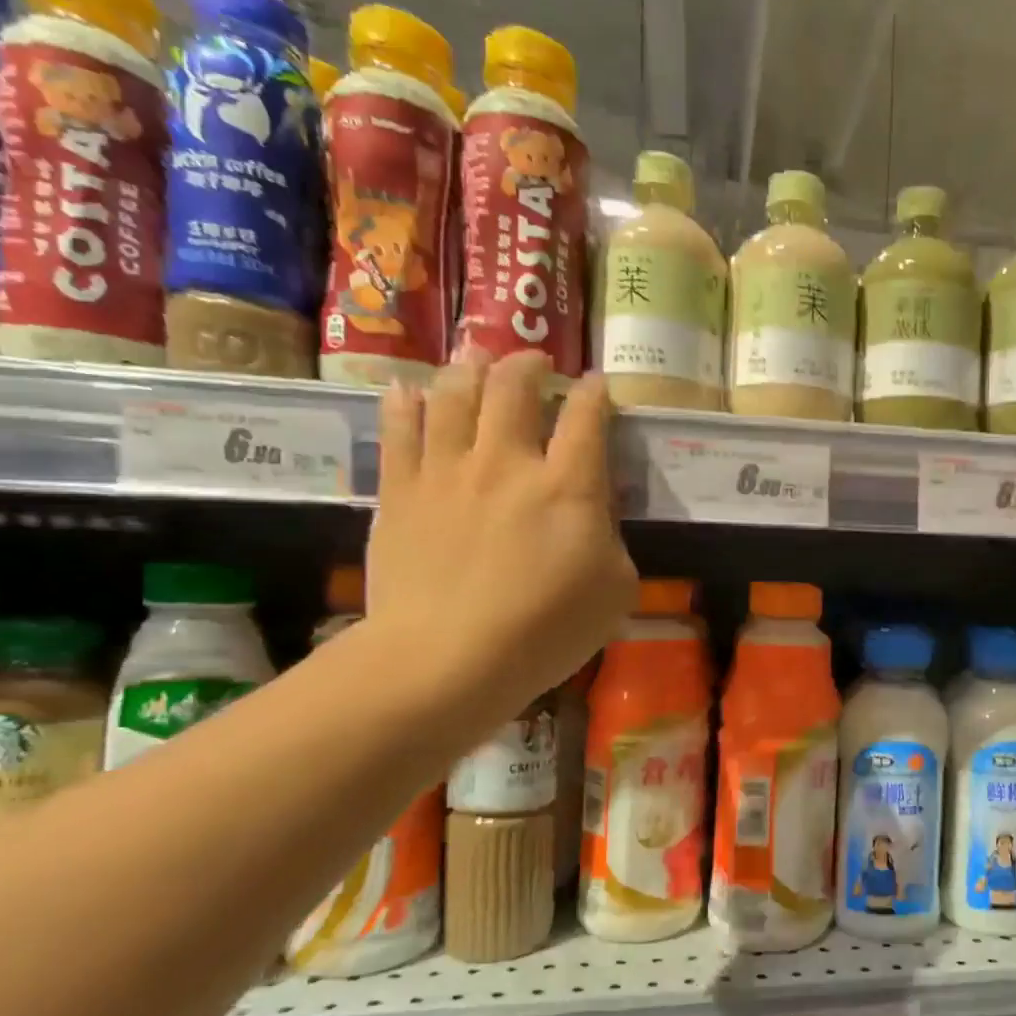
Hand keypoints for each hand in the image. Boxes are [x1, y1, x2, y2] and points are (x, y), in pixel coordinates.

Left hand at [368, 353, 636, 728]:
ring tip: (476, 358)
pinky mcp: (400, 491)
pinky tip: (408, 390)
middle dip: (528, 364)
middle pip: (514, 387)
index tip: (596, 384)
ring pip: (454, 393)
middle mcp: (507, 462)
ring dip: (469, 368)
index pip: (586, 417)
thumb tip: (596, 515)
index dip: (595, 393)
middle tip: (534, 361)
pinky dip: (405, 401)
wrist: (447, 658)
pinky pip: (399, 428)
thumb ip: (611, 539)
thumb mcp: (616, 589)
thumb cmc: (547, 630)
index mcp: (568, 486)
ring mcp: (447, 471)